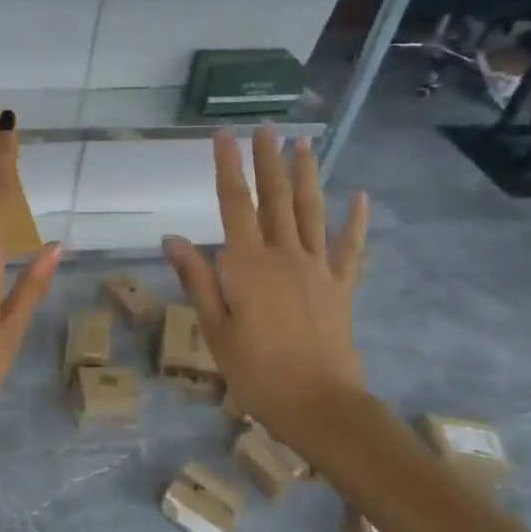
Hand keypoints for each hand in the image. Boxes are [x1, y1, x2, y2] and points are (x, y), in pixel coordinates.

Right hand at [162, 126, 368, 454]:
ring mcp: (318, 268)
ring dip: (306, 175)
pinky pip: (350, 248)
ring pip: (311, 211)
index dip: (228, 166)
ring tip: (303, 143)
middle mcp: (284, 254)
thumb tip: (171, 237)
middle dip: (268, 159)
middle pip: (275, 197)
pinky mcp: (340, 286)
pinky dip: (355, 222)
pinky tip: (359, 197)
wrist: (319, 405)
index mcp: (247, 264)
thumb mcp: (214, 327)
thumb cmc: (255, 370)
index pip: (234, 203)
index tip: (224, 134)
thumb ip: (196, 278)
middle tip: (265, 127)